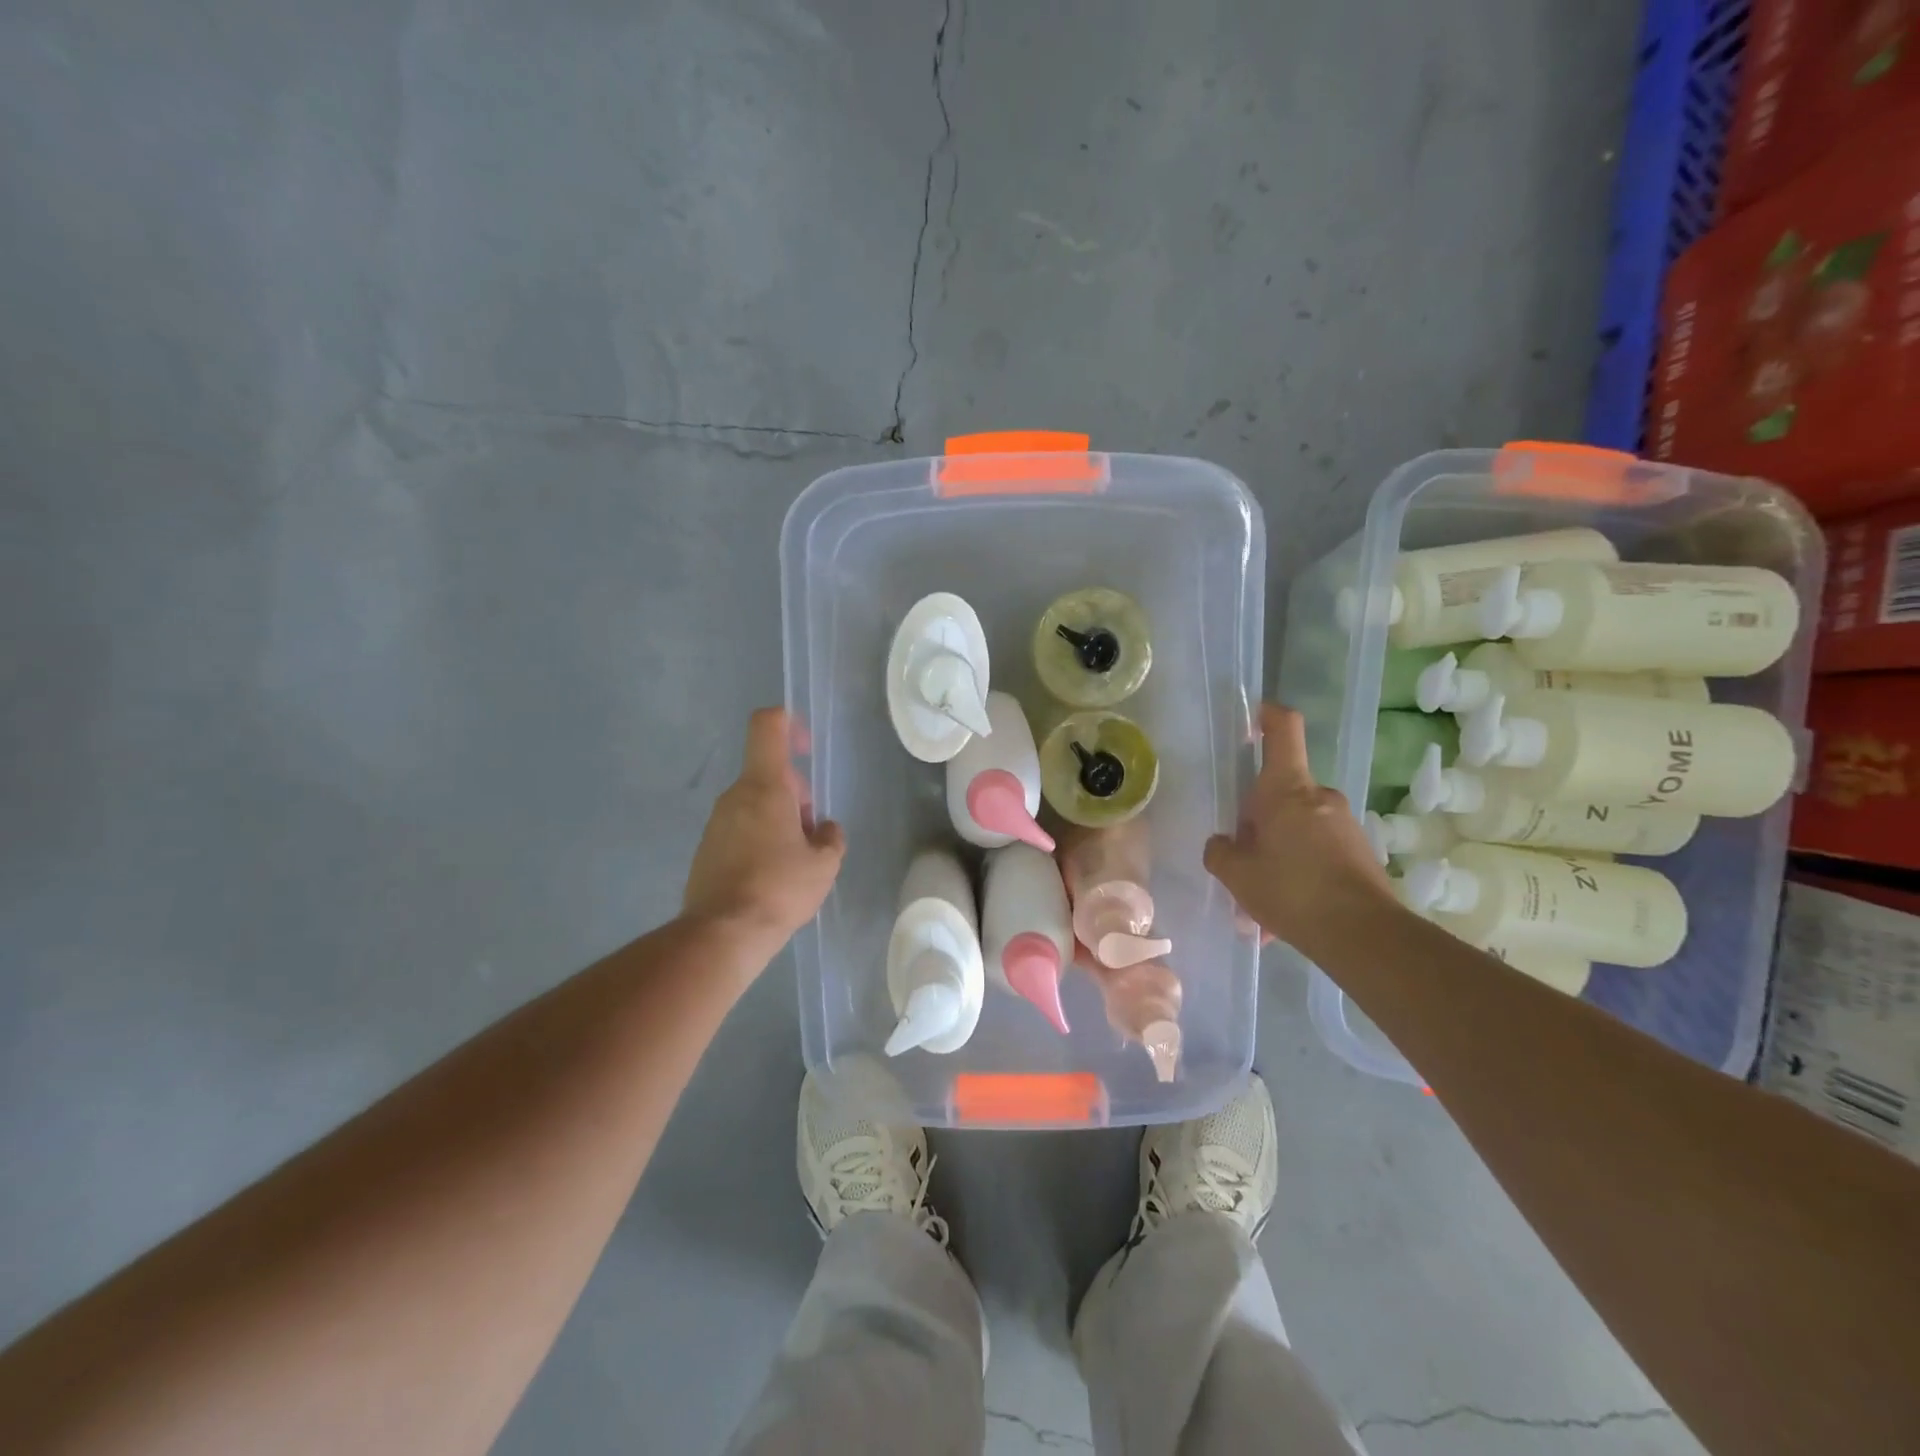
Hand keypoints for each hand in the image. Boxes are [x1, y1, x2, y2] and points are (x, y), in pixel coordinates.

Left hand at [683, 708, 845, 955]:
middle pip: (768, 775)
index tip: (806, 746)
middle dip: (795, 795)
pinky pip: (739, 830)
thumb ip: (830, 838)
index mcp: (764, 787)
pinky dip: (759, 840)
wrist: (722, 934)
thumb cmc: (779, 889)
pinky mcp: (706, 850)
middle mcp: (735, 797)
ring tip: (794, 862)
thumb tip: (823, 830)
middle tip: (811, 833)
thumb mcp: (824, 864)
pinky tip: (771, 877)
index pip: (767, 727)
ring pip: (754, 804)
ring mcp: (716, 823)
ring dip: (778, 820)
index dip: (788, 722)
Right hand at [1203, 703, 1395, 954]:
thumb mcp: (1236, 874)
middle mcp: (1320, 797)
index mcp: (1287, 789)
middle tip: (1240, 861)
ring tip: (1259, 904)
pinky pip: (1316, 853)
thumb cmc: (1291, 891)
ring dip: (1276, 855)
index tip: (1252, 718)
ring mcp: (1345, 825)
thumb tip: (1223, 843)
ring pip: (1296, 829)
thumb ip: (1220, 852)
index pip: (1283, 729)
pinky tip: (1284, 916)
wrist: (1364, 937)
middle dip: (1257, 822)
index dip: (1267, 716)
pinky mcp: (1360, 853)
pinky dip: (1298, 874)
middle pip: (1280, 792)